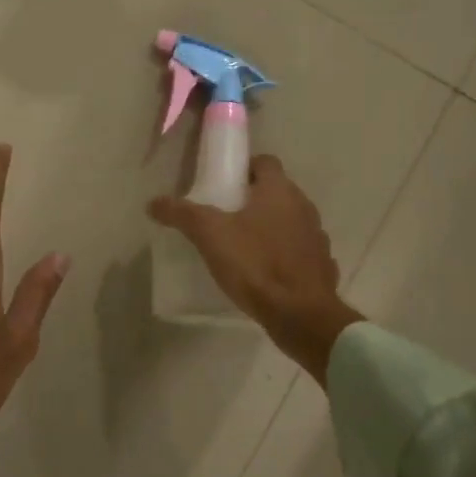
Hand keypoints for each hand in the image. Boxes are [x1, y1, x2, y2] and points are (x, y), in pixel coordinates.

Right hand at [148, 155, 361, 383]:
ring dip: (272, 227)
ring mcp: (317, 237)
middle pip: (278, 192)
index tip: (225, 184)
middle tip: (226, 216)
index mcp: (279, 191)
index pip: (266, 162)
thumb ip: (182, 214)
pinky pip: (301, 252)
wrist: (300, 314)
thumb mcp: (210, 236)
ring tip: (244, 246)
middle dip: (254, 200)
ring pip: (291, 222)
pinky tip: (266, 273)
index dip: (245, 169)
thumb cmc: (255, 264)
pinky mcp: (322, 266)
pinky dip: (285, 255)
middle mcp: (304, 207)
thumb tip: (153, 203)